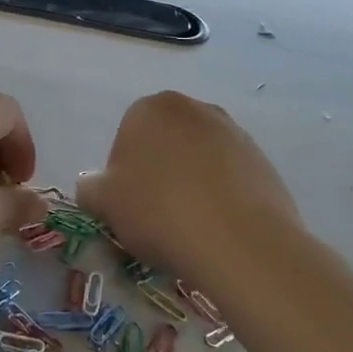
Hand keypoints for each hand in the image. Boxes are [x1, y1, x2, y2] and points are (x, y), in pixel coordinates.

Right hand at [77, 91, 303, 289]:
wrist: (240, 243)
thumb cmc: (159, 212)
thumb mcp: (103, 204)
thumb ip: (90, 188)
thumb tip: (93, 185)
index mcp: (151, 107)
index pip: (126, 135)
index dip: (123, 173)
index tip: (129, 204)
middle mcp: (194, 108)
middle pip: (165, 142)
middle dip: (158, 171)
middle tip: (156, 213)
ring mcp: (233, 132)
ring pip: (198, 158)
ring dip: (190, 182)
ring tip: (190, 225)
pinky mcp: (262, 160)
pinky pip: (229, 176)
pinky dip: (220, 196)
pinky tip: (217, 227)